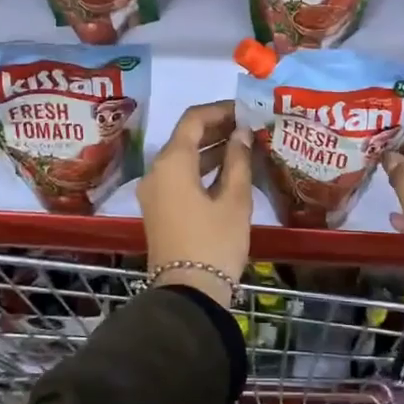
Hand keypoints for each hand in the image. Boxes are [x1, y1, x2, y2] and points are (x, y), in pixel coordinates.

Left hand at [136, 101, 254, 303]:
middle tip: (249, 126)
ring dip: (211, 148)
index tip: (246, 110)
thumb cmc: (214, 242)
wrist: (188, 294)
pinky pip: (179, 176)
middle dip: (217, 128)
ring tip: (244, 145)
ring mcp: (154, 191)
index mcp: (172, 162)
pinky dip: (202, 169)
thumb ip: (238, 160)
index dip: (220, 110)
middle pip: (185, 136)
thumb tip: (241, 133)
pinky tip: (229, 171)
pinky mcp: (159, 208)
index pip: (193, 119)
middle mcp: (156, 171)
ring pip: (183, 158)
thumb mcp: (234, 199)